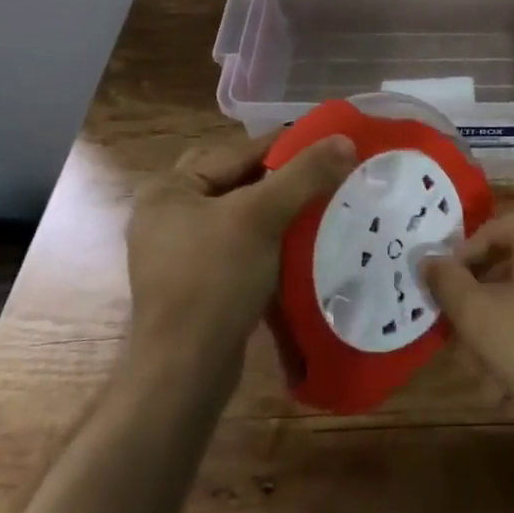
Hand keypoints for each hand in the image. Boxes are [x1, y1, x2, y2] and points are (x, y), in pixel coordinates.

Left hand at [127, 130, 355, 371]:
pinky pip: (239, 245)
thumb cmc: (214, 281)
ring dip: (277, 210)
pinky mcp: (197, 283)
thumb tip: (345, 140)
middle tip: (323, 176)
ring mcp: (180, 251)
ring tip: (319, 207)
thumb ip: (303, 174)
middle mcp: (168, 214)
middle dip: (281, 179)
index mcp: (170, 189)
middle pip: (238, 181)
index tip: (329, 144)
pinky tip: (299, 245)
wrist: (186, 372)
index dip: (285, 147)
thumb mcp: (261, 217)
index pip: (237, 152)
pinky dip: (268, 240)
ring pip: (241, 214)